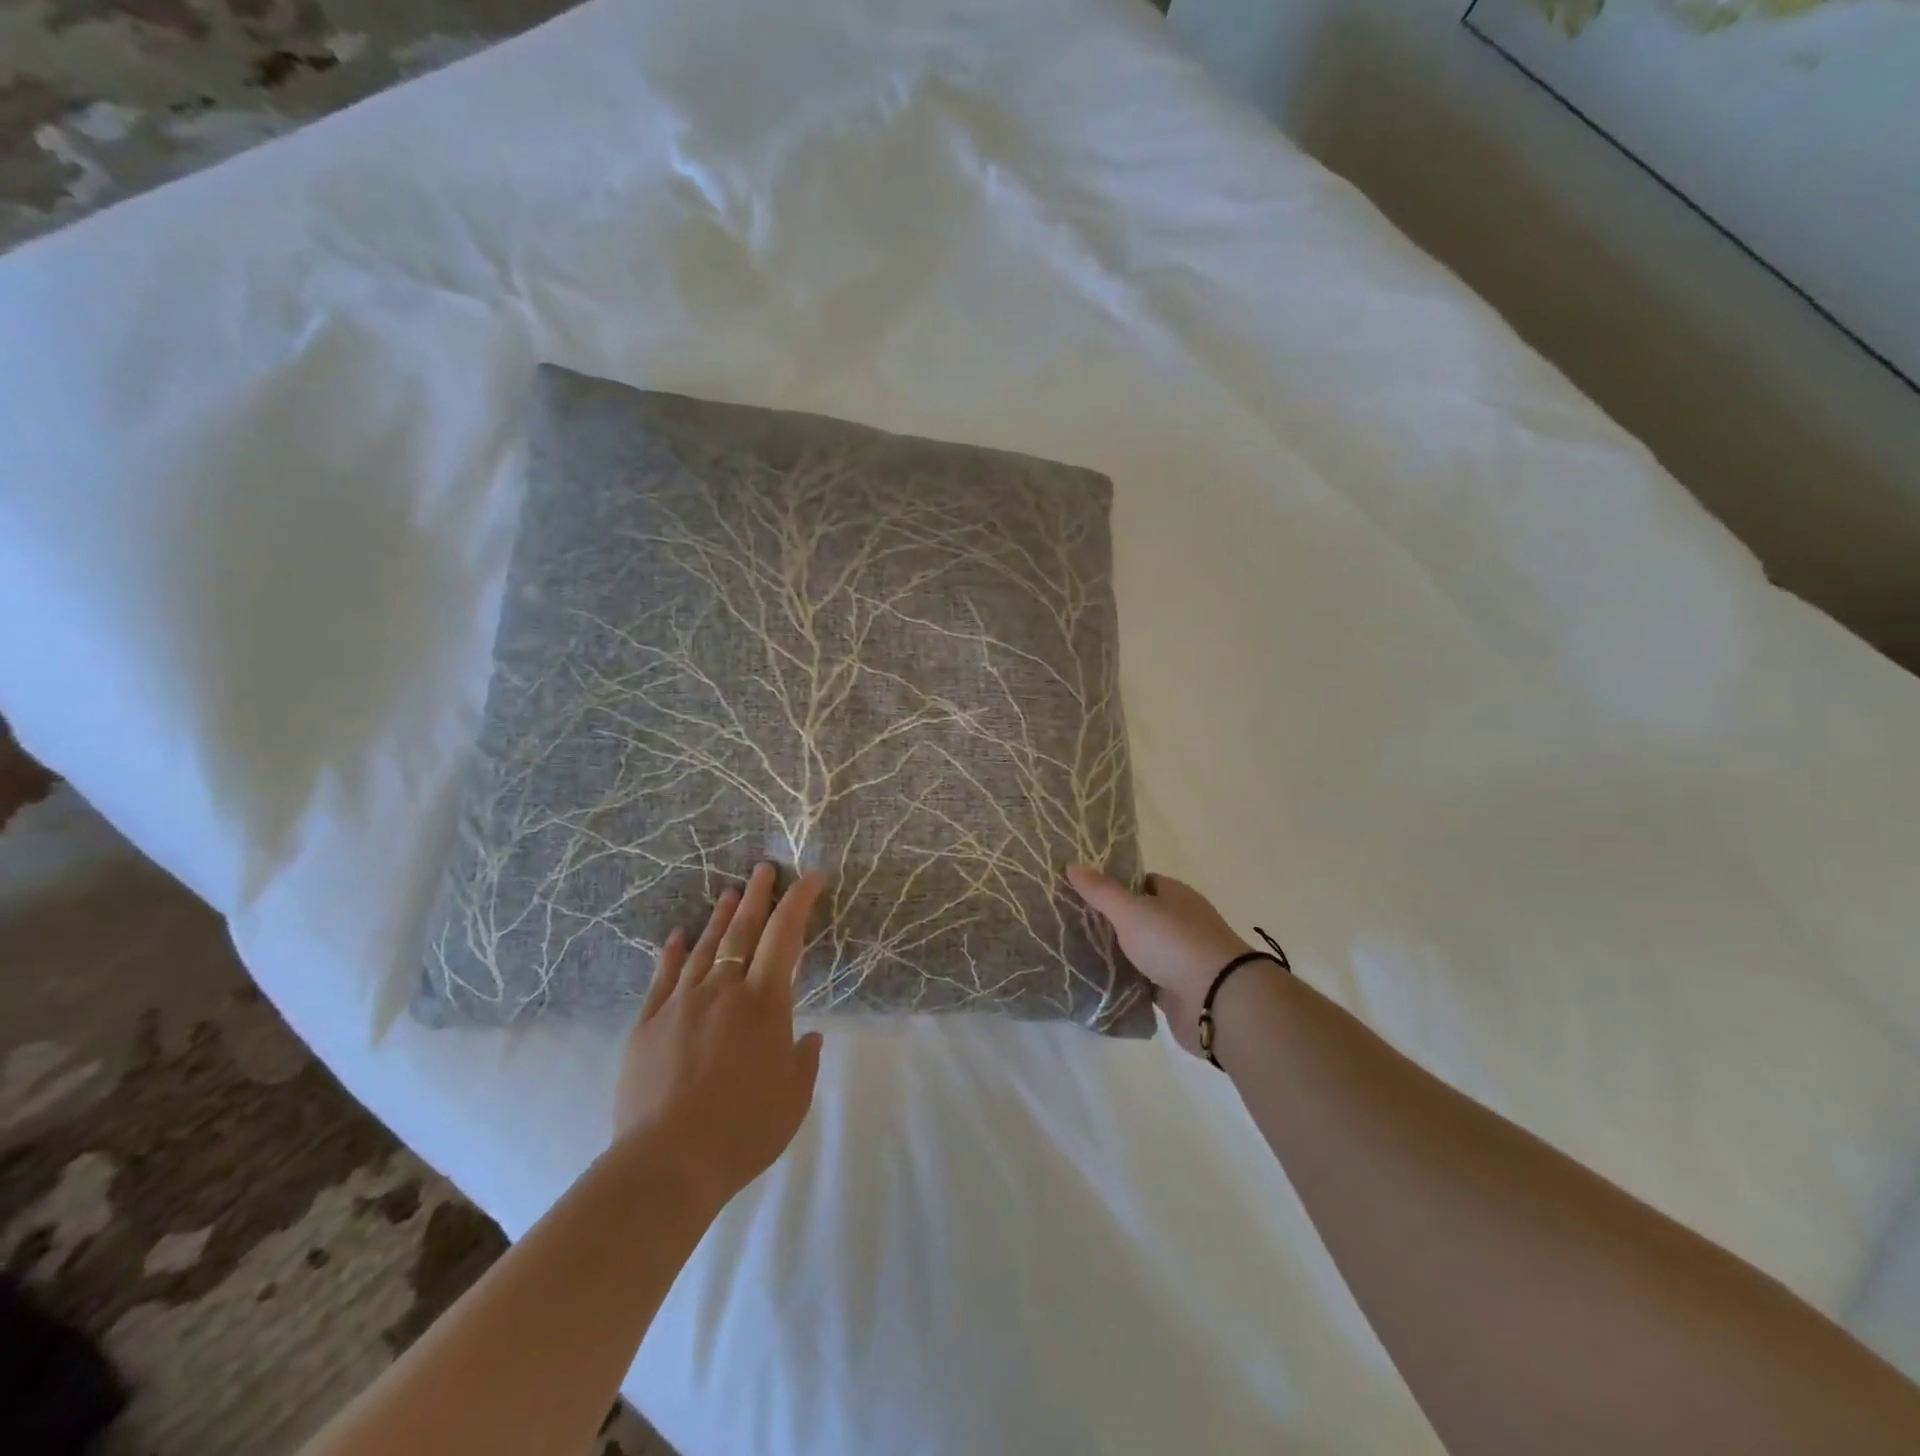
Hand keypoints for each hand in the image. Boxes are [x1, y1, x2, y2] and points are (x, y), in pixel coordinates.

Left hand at [613, 862, 826, 1210]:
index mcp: (764, 1002)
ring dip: (719, 917)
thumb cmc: (744, 1129)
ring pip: (703, 947)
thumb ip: (804, 1060)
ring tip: (729, 893)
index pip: (786, 936)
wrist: (668, 1162)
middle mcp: (723, 990)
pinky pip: (662, 977)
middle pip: (742, 930)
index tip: (812, 877)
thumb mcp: (793, 1098)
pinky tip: (675, 935)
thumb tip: (809, 1036)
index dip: (800, 901)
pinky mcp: (648, 1024)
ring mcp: (681, 1003)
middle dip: (757, 896)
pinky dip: (671, 953)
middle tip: (763, 868)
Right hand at [1066, 865, 1252, 1056]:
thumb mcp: (1131, 910)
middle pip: (1140, 917)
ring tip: (1076, 951)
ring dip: (1117, 953)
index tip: (1084, 892)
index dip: (1115, 885)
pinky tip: (1098, 982)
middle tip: (1072, 922)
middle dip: (1110, 921)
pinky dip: (1126, 982)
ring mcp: (1180, 958)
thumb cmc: (1174, 942)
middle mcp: (1180, 923)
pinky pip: (1144, 981)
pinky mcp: (1176, 990)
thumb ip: (1101, 891)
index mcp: (1175, 896)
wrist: (1217, 1000)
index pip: (1142, 882)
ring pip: (1140, 950)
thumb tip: (1072, 865)